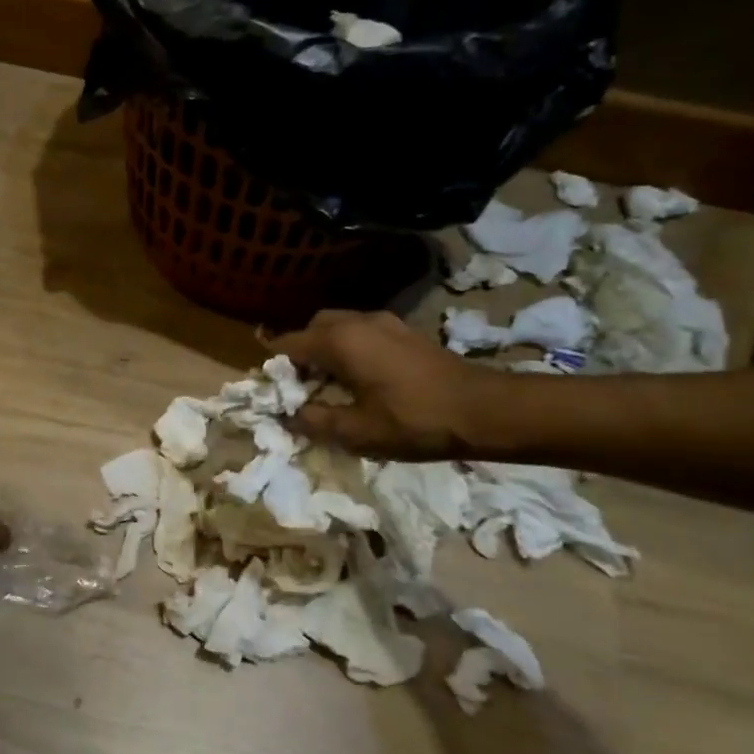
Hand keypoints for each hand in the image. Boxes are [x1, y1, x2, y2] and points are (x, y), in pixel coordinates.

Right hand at [272, 309, 497, 460]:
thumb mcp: (357, 431)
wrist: (483, 410)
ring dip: (326, 350)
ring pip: (339, 327)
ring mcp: (385, 322)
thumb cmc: (414, 420)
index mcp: (339, 341)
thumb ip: (315, 421)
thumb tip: (288, 416)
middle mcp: (358, 321)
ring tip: (329, 384)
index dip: (274, 367)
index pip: (288, 344)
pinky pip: (362, 332)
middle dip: (300, 353)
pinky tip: (361, 378)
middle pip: (313, 328)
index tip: (270, 391)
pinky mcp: (405, 332)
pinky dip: (350, 348)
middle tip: (300, 387)